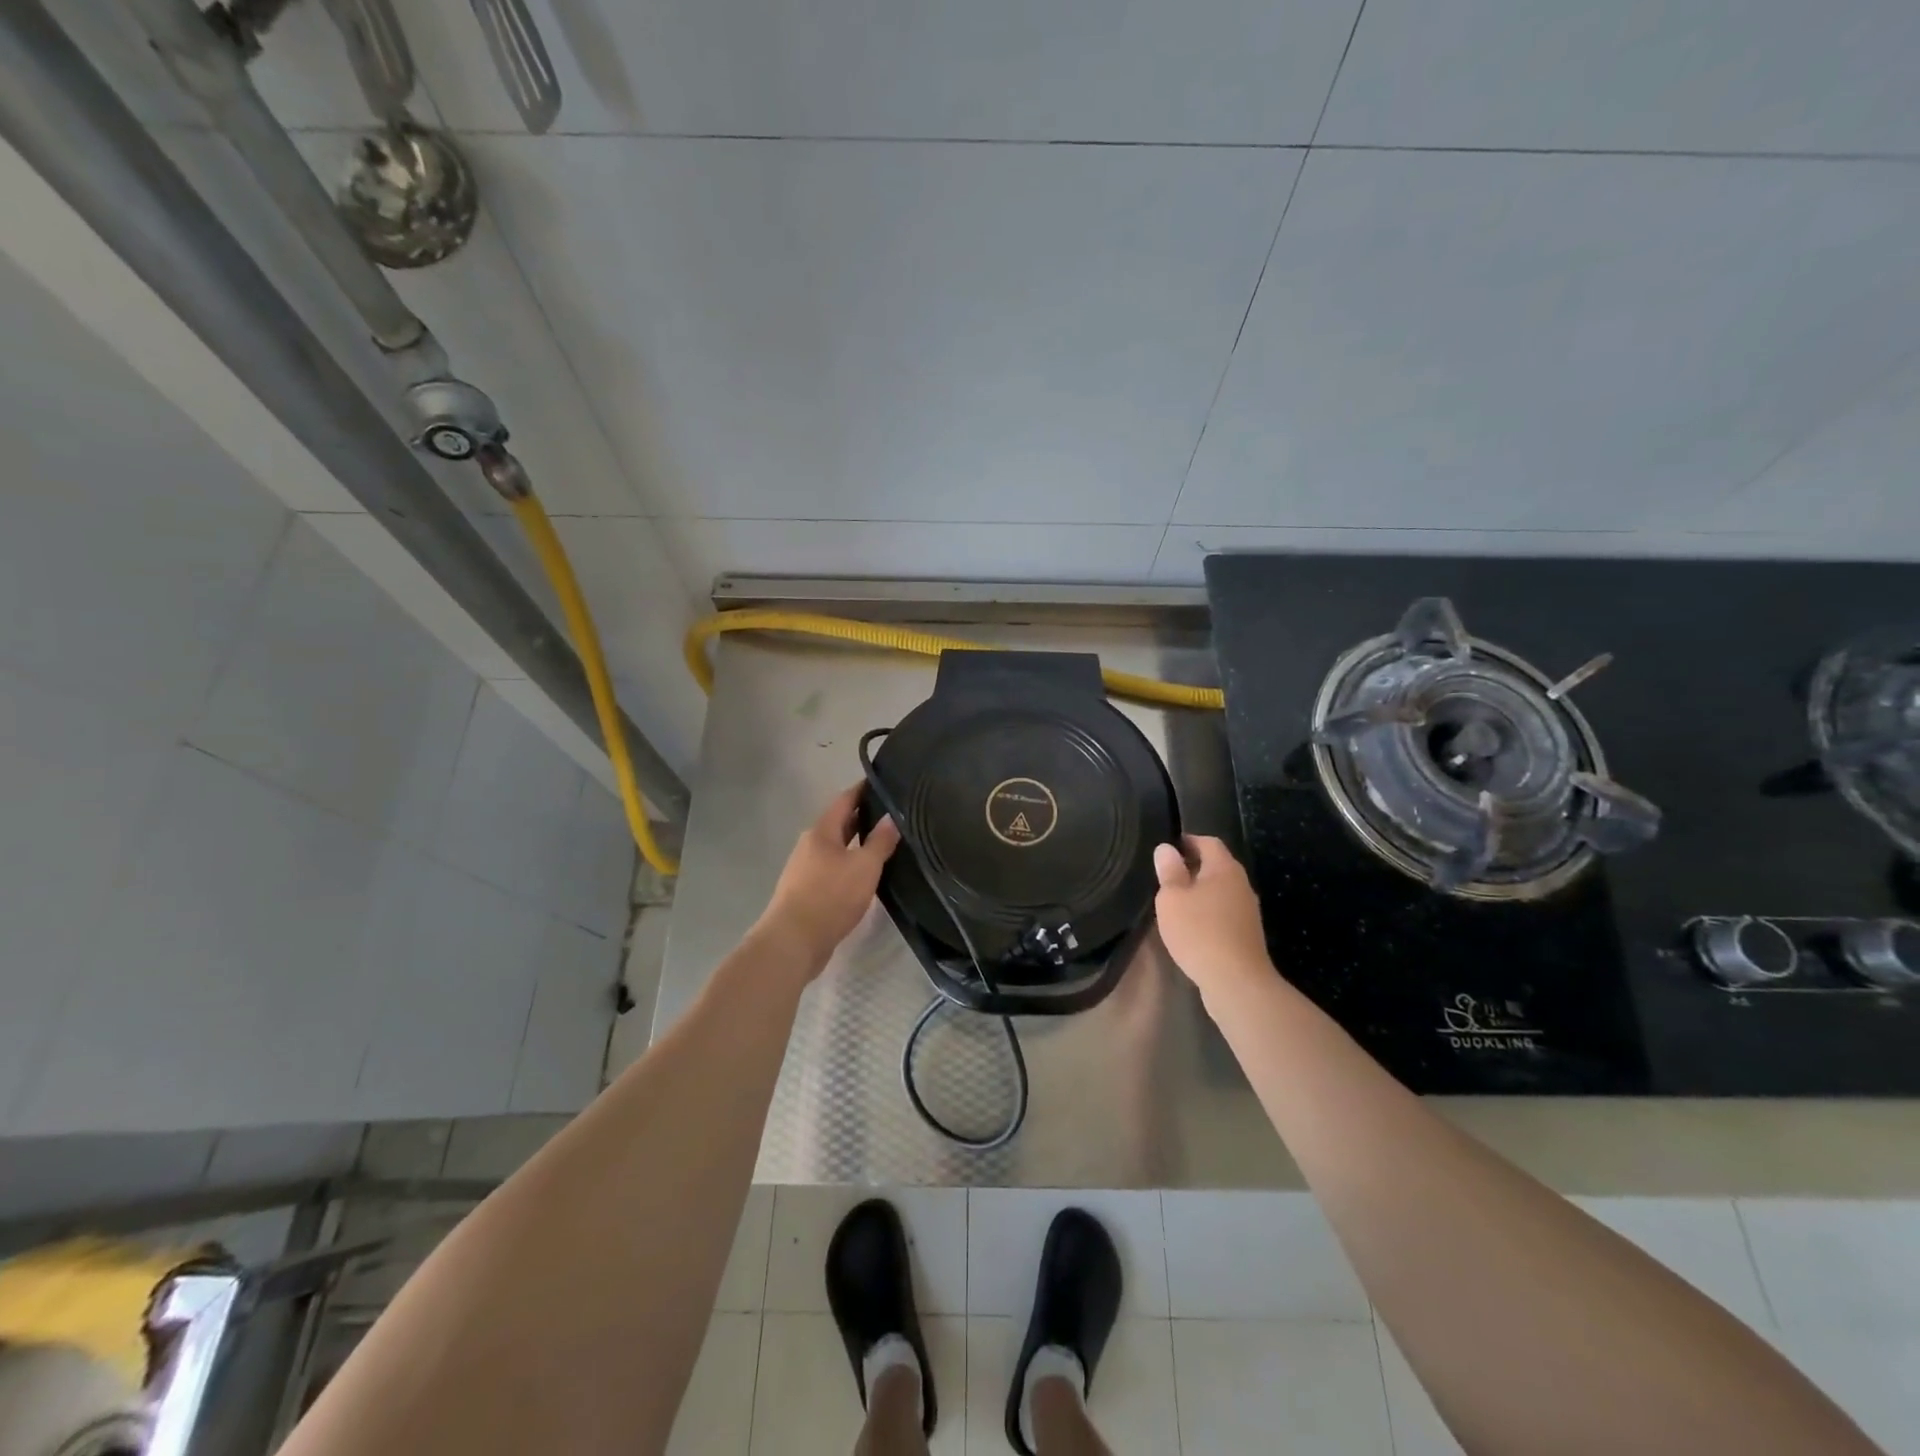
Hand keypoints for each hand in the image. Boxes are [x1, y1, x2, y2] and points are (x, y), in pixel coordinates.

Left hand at [758, 784, 901, 968]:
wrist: (793, 942)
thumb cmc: (830, 897)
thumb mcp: (864, 867)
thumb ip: (880, 841)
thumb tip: (891, 817)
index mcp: (821, 832)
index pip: (844, 800)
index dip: (863, 790)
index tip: (883, 783)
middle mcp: (809, 845)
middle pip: (838, 824)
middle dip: (863, 818)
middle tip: (892, 816)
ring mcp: (804, 870)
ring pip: (836, 849)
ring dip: (856, 845)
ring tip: (884, 846)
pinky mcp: (805, 893)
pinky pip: (832, 870)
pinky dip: (849, 867)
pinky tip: (864, 877)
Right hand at [1152, 835, 1271, 1003]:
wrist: (1236, 981)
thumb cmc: (1199, 931)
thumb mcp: (1172, 898)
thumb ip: (1169, 871)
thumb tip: (1166, 848)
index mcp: (1224, 868)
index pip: (1208, 842)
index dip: (1187, 841)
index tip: (1167, 848)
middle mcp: (1241, 883)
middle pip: (1217, 865)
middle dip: (1193, 866)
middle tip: (1166, 875)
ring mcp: (1247, 909)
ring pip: (1221, 889)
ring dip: (1200, 891)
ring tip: (1175, 901)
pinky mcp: (1247, 932)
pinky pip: (1224, 911)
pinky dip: (1208, 911)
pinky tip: (1192, 925)